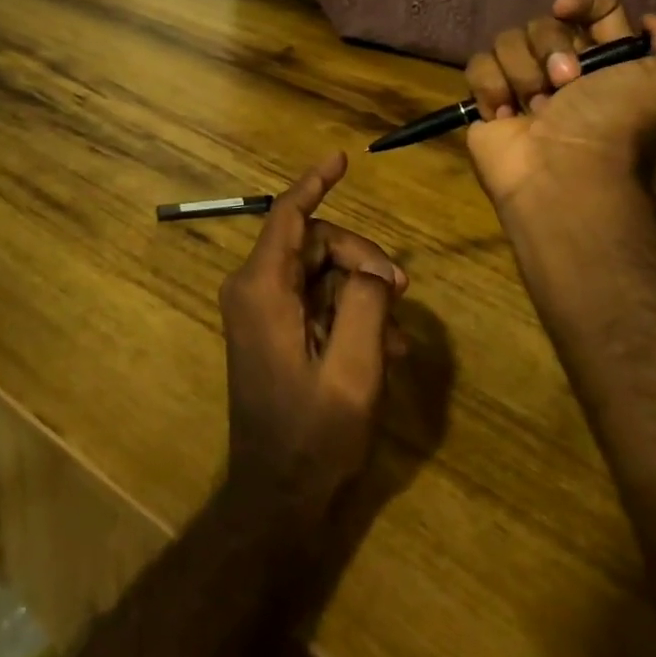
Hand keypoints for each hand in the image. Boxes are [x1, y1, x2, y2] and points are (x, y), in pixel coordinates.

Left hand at [219, 152, 408, 525]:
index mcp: (262, 289)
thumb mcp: (354, 368)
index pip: (288, 215)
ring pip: (322, 272)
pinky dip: (351, 313)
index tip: (341, 158)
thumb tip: (372, 270)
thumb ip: (366, 302)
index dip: (315, 182)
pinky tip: (384, 346)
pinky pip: (318, 301)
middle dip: (361, 259)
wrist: (277, 498)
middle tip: (401, 291)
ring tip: (397, 333)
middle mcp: (255, 290)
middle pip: (315, 243)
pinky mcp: (274, 330)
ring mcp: (263, 311)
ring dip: (363, 292)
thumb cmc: (313, 435)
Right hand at [463, 0, 655, 210]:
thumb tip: (649, 24)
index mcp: (610, 60)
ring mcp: (524, 86)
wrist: (567, 174)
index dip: (581, 0)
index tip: (567, 10)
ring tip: (536, 110)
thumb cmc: (620, 124)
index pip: (595, 7)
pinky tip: (505, 114)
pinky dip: (490, 87)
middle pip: (544, 22)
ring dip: (522, 72)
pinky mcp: (488, 101)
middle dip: (550, 48)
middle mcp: (567, 70)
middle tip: (565, 84)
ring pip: (508, 40)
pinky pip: (478, 66)